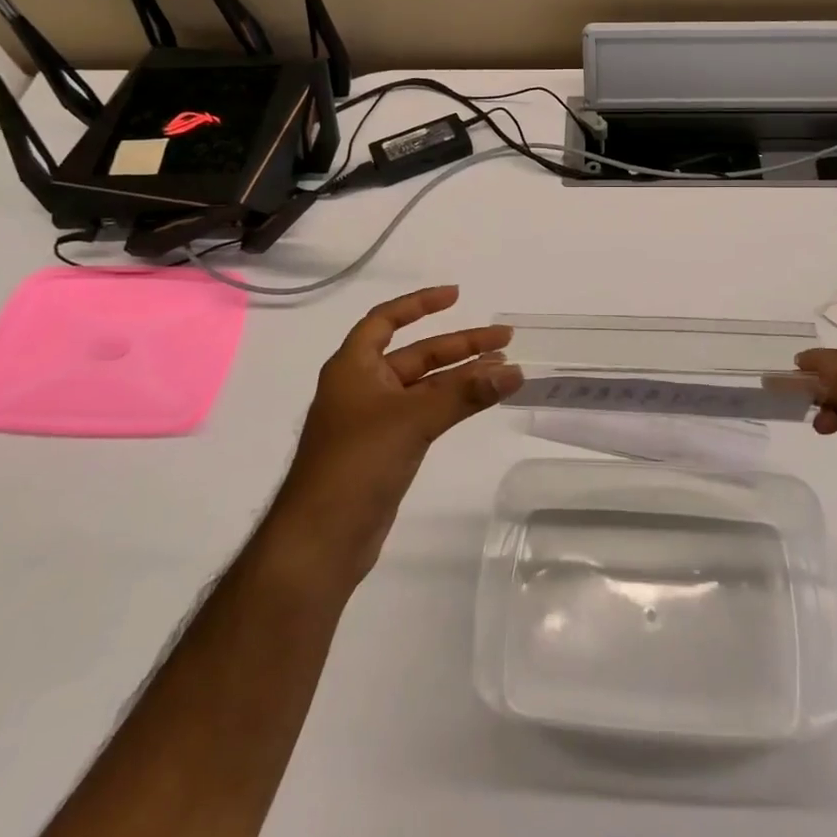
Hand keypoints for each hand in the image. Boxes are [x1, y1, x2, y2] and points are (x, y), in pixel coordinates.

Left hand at [269, 286, 522, 585]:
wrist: (321, 539)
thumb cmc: (356, 464)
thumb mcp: (412, 419)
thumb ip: (465, 394)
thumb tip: (514, 371)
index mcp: (354, 367)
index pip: (385, 320)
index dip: (419, 304)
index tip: (457, 296)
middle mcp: (363, 387)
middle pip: (417, 354)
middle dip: (460, 345)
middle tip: (504, 338)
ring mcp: (375, 421)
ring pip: (425, 386)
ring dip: (462, 376)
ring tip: (505, 367)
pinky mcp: (387, 450)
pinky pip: (426, 414)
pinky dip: (454, 404)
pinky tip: (481, 401)